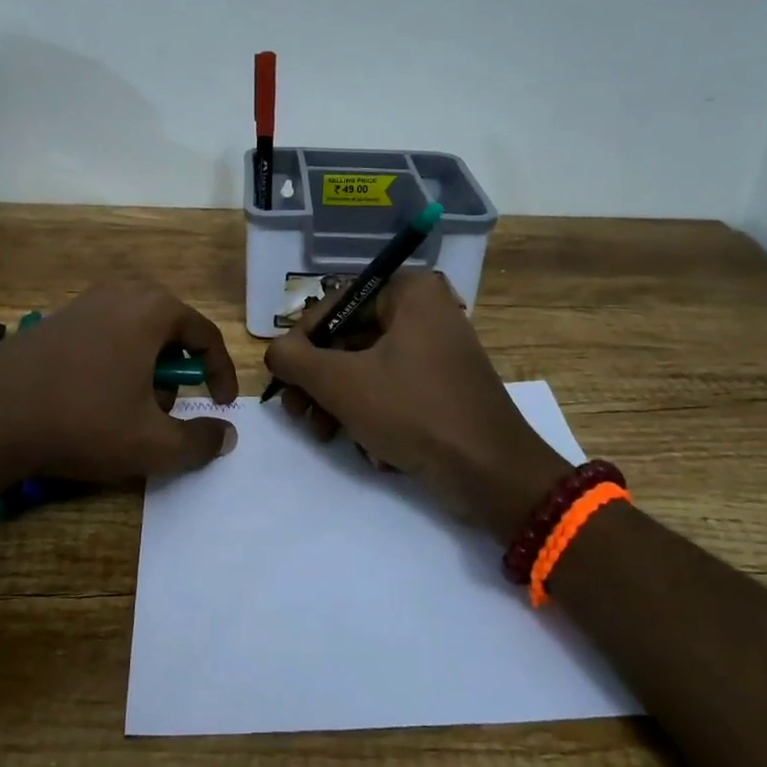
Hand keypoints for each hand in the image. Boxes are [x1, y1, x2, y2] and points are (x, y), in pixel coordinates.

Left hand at [0, 278, 237, 489]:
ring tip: (130, 409)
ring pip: (137, 333)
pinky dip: (115, 362)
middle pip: (171, 331)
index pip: (207, 336)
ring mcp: (85, 301)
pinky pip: (105, 334)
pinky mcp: (56, 318)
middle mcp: (122, 291)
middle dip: (178, 372)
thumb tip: (227, 434)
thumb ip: (200, 441)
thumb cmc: (83, 421)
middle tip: (169, 409)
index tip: (222, 406)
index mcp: (154, 308)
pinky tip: (93, 398)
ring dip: (146, 369)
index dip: (221, 375)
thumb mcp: (152, 443)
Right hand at [264, 270, 563, 538]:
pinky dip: (373, 416)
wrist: (491, 473)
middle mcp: (427, 312)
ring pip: (368, 369)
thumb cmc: (413, 411)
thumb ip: (295, 359)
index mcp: (410, 292)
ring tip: (324, 435)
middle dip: (320, 381)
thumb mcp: (340, 382)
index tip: (283, 374)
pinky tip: (370, 450)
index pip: (337, 302)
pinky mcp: (443, 388)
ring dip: (339, 404)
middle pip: (350, 338)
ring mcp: (438, 351)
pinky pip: (393, 390)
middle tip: (295, 413)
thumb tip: (275, 352)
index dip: (302, 338)